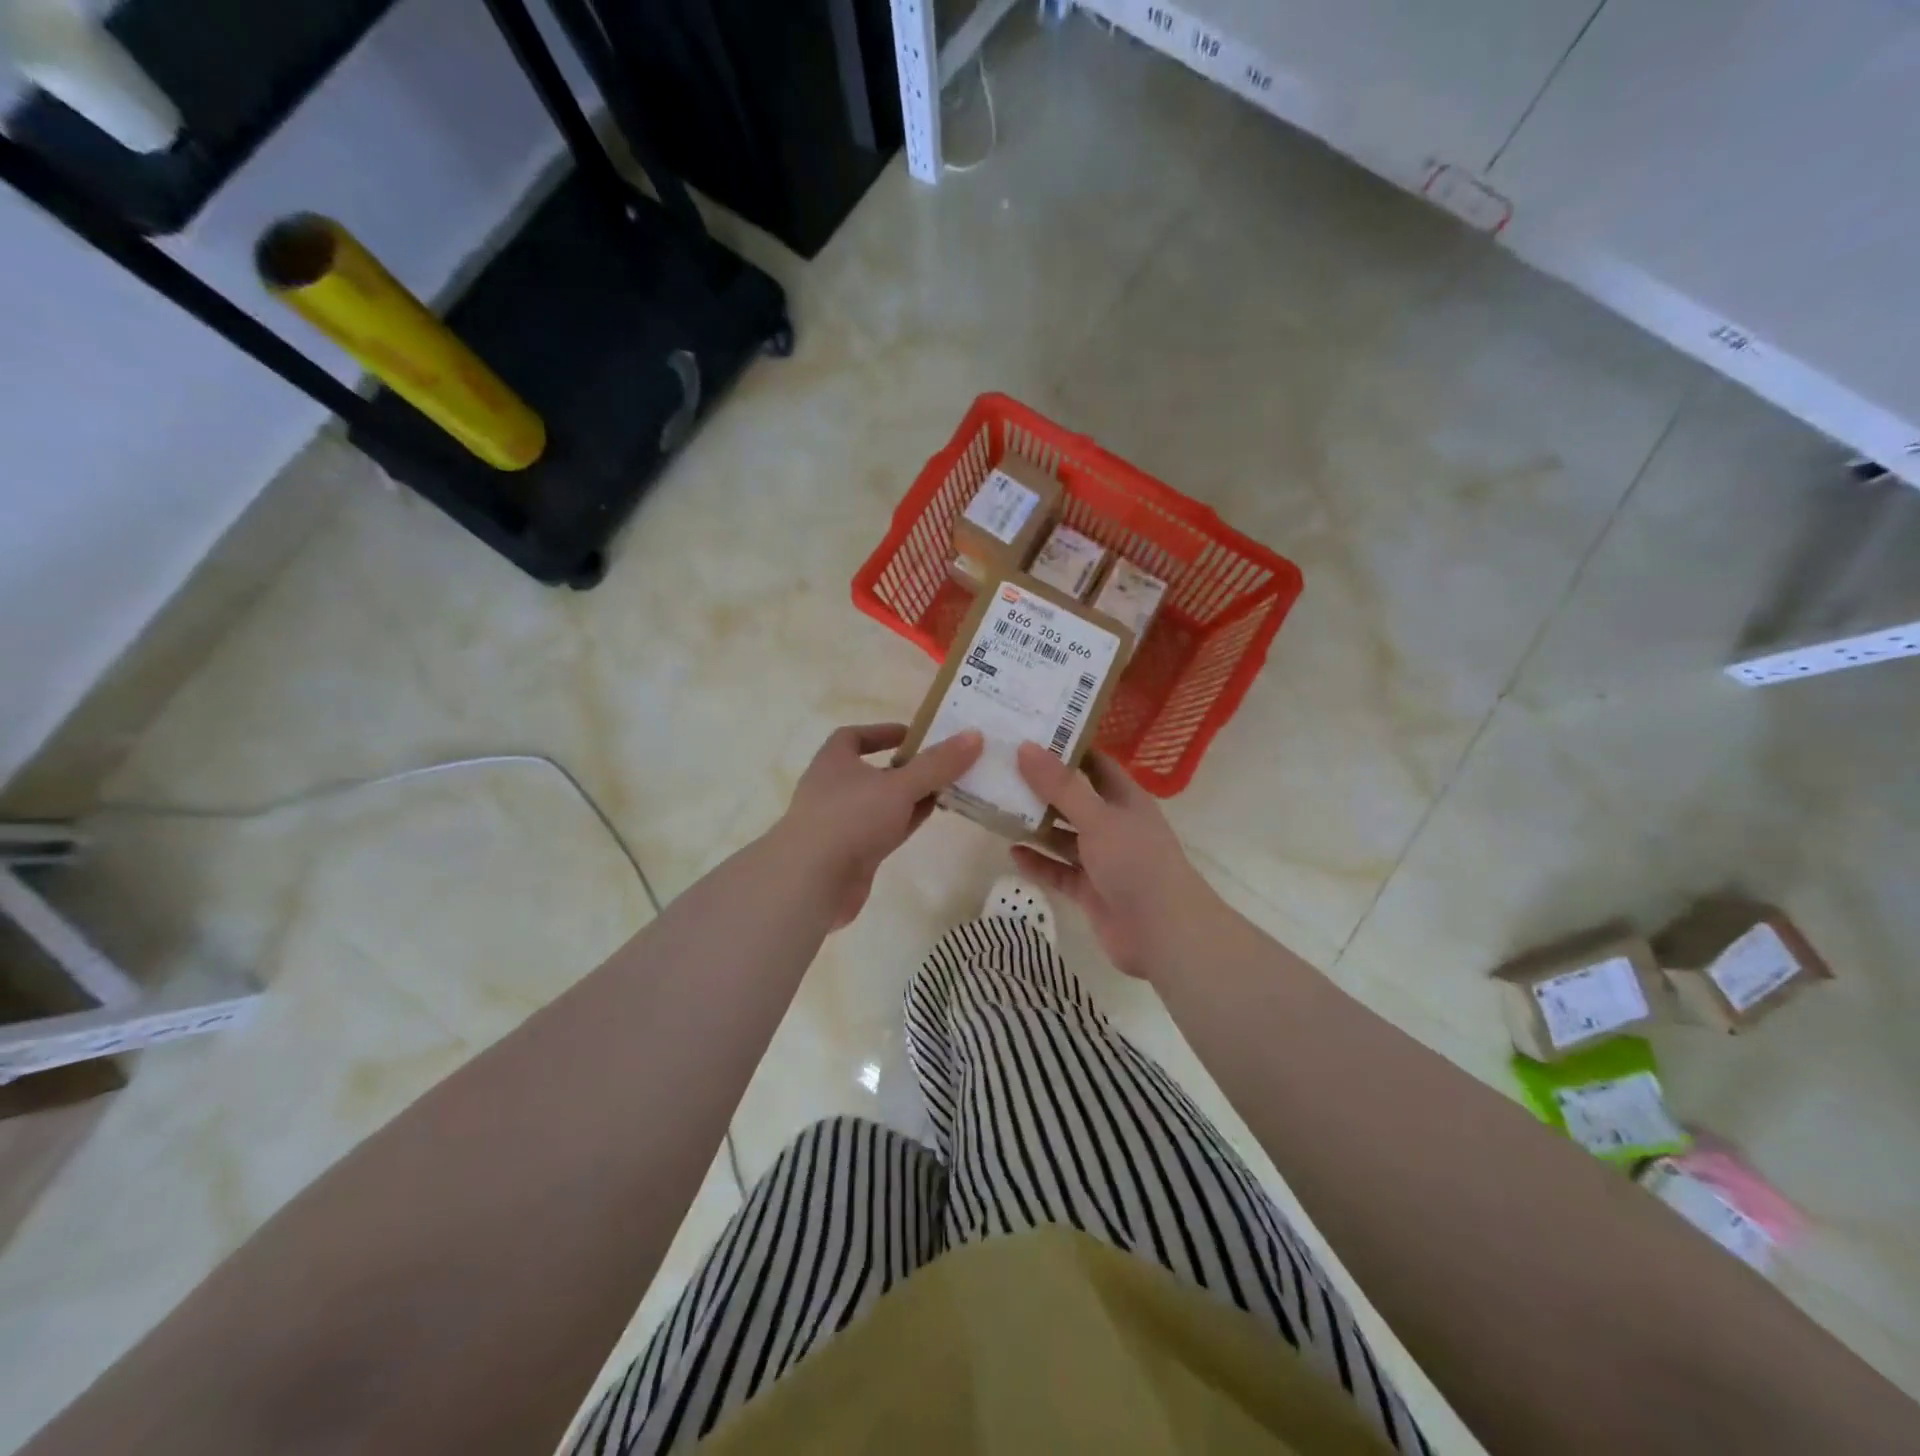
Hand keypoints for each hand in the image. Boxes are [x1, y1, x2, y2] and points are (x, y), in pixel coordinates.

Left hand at [776, 723, 983, 929]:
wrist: (811, 881)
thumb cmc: (850, 818)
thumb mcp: (900, 785)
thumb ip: (937, 764)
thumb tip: (974, 735)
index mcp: (834, 761)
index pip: (854, 736)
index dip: (883, 732)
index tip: (914, 735)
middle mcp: (833, 788)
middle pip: (873, 771)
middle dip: (906, 767)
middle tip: (943, 764)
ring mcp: (841, 823)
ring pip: (881, 803)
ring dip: (909, 797)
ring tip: (946, 790)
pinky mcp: (850, 854)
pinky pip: (882, 831)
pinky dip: (904, 822)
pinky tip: (929, 818)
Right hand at [1011, 743, 1221, 980]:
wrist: (1163, 933)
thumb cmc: (1135, 862)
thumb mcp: (1097, 817)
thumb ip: (1061, 786)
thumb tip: (1025, 747)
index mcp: (1124, 798)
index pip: (1094, 763)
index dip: (1066, 748)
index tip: (1029, 732)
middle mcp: (1113, 824)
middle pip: (1073, 799)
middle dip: (1041, 787)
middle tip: (1001, 768)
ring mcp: (1102, 859)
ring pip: (1063, 836)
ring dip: (1035, 825)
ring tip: (997, 808)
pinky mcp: (1090, 890)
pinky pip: (1059, 870)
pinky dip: (1038, 862)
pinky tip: (1012, 853)